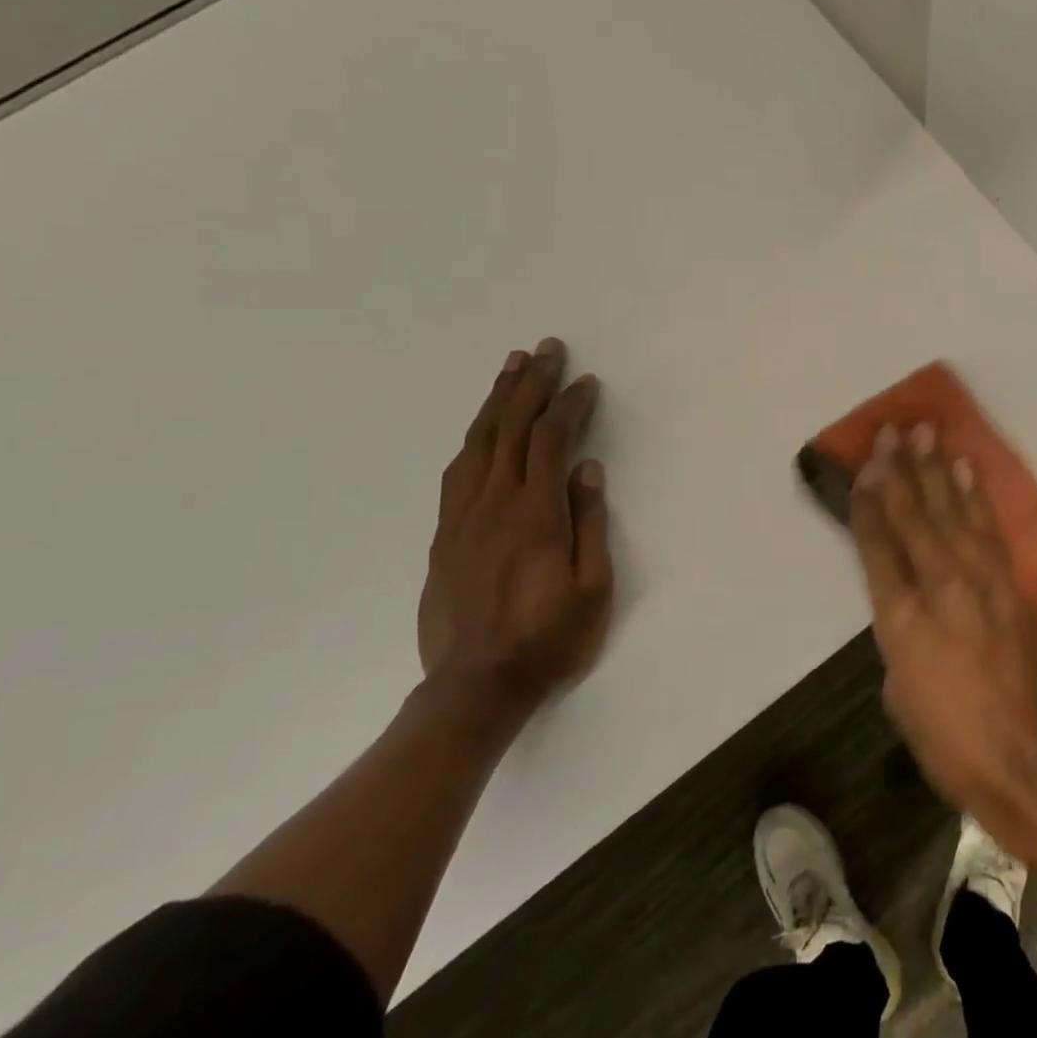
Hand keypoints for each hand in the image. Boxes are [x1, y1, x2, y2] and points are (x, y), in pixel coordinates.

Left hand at [418, 337, 613, 727]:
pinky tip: (482, 428)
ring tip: (511, 368)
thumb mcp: (592, 588)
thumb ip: (590, 524)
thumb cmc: (549, 639)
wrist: (475, 688)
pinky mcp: (444, 536)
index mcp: (535, 516)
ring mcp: (462, 519)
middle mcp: (493, 506)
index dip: (569, 406)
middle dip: (530, 385)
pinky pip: (457, 472)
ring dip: (496, 401)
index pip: (550, 442)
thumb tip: (588, 470)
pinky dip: (474, 439)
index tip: (586, 382)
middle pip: (510, 430)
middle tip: (546, 350)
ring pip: (478, 444)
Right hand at [850, 424, 1036, 860]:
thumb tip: (910, 607)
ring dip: (937, 469)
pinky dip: (975, 496)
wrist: (1033, 760)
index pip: (877, 543)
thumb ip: (901, 639)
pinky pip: (988, 529)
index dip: (869, 500)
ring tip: (926, 432)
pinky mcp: (1013, 584)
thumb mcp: (901, 696)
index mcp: (899, 618)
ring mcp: (981, 580)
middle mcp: (939, 585)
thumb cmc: (953, 744)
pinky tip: (966, 470)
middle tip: (892, 430)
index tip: (865, 465)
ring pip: (952, 511)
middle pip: (913, 515)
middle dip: (899, 469)